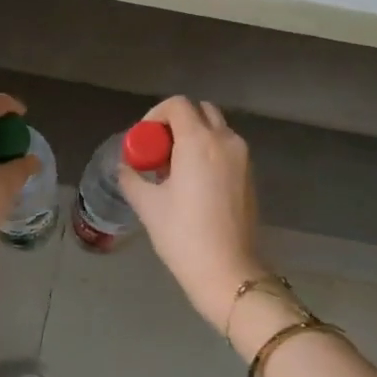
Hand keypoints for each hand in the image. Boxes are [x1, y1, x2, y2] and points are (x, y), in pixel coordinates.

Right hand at [117, 96, 268, 329]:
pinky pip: (227, 149)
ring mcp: (243, 158)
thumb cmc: (183, 234)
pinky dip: (209, 152)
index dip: (155, 116)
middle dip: (177, 123)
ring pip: (216, 130)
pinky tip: (193, 183)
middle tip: (158, 151)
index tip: (143, 141)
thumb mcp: (148, 205)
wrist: (227, 271)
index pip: (177, 105)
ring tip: (174, 169)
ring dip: (194, 137)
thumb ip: (132, 178)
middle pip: (200, 111)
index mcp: (199, 141)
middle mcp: (225, 141)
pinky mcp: (250, 176)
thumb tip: (126, 167)